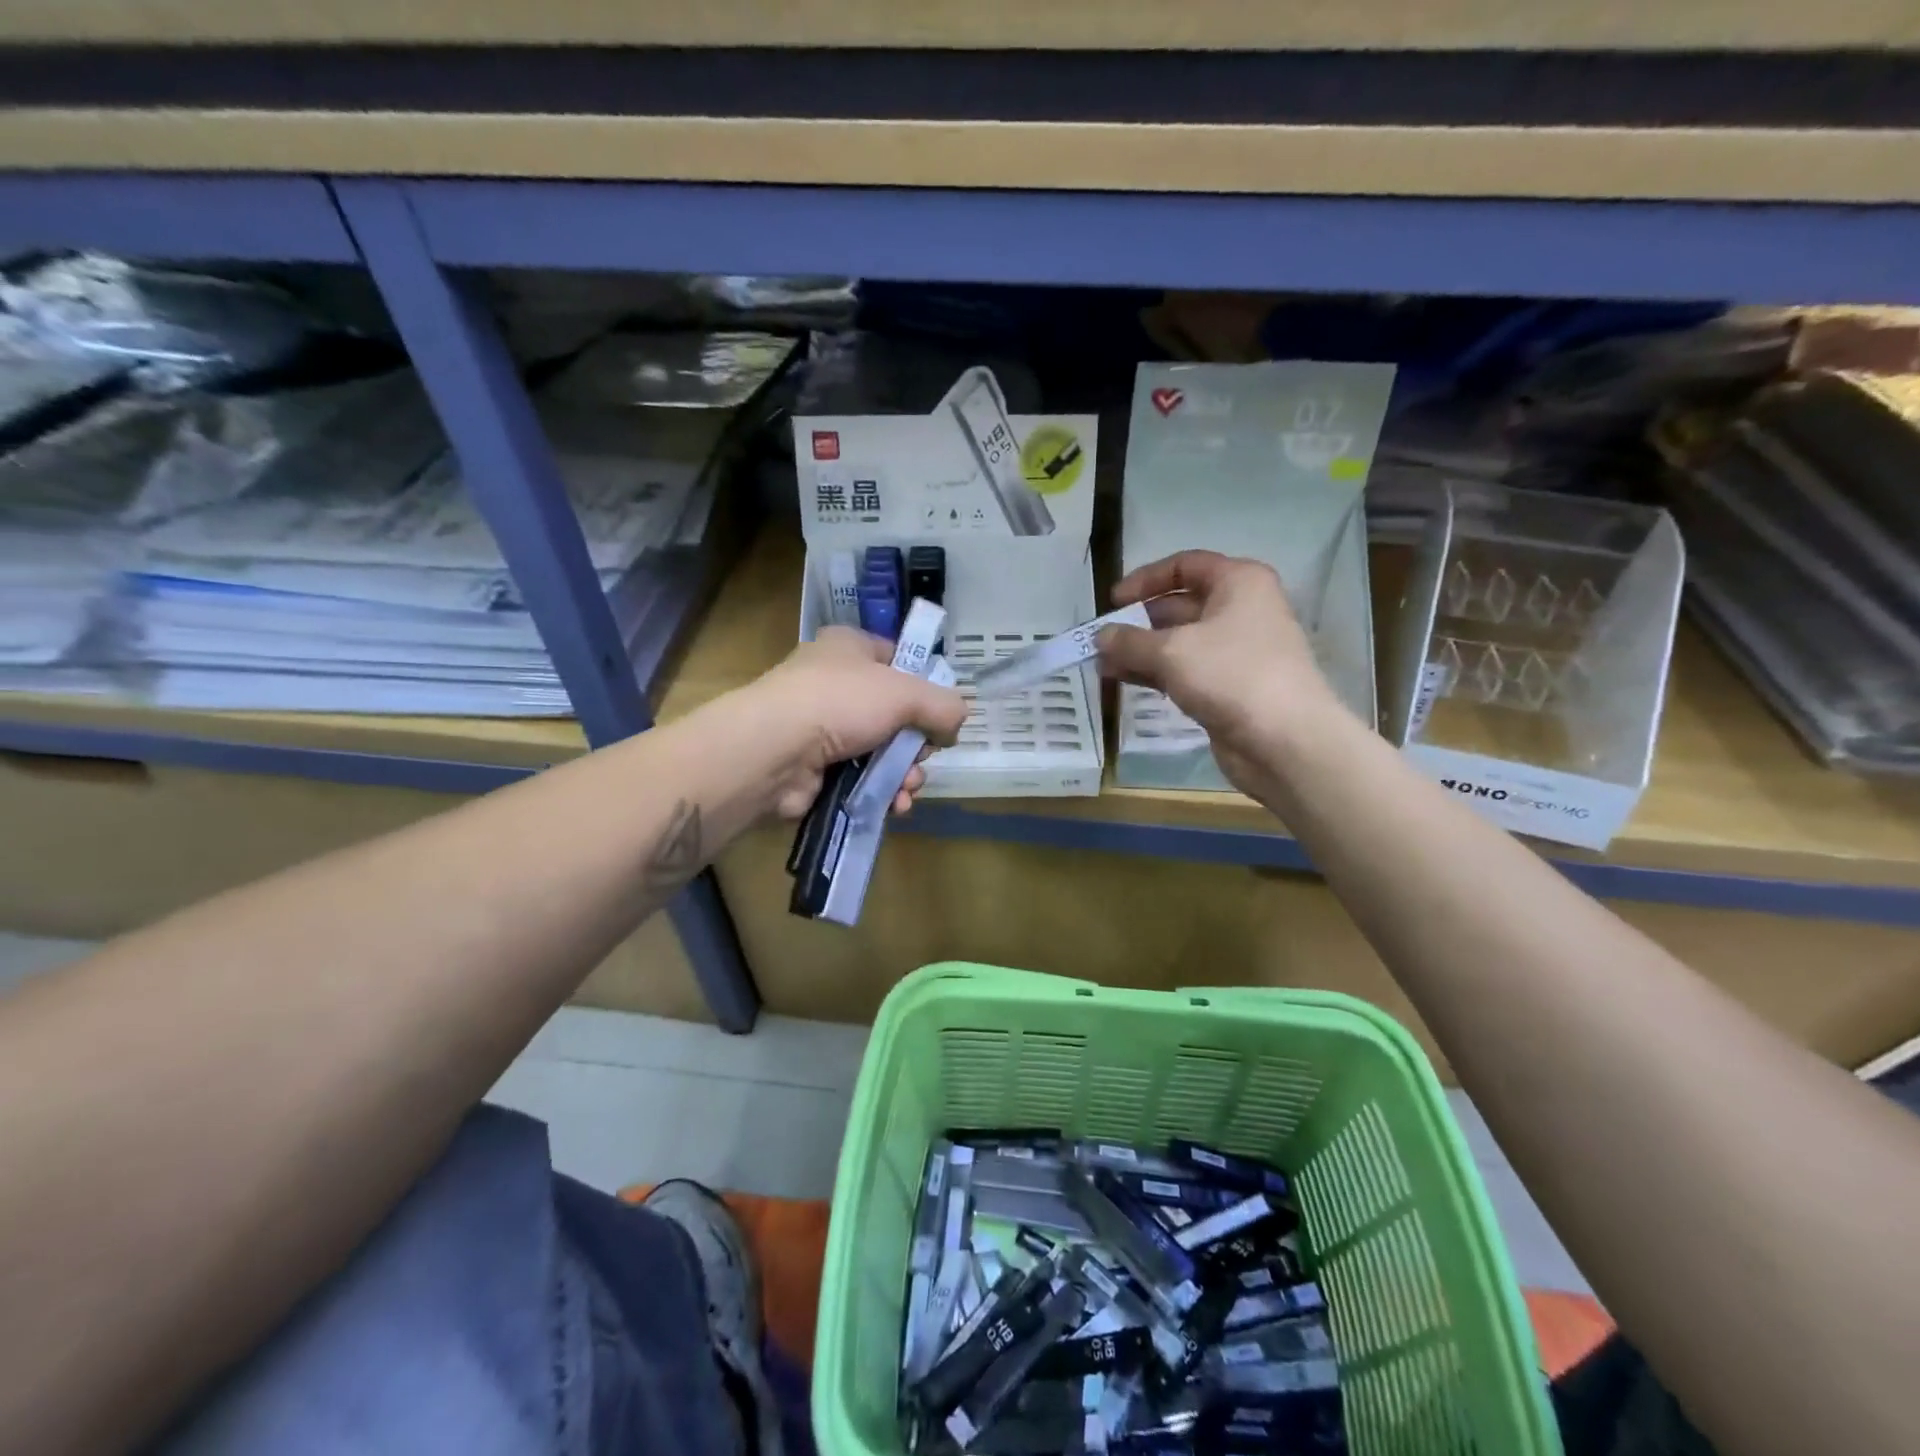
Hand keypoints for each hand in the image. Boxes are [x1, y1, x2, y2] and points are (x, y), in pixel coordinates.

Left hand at [748, 627, 969, 818]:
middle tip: (922, 757)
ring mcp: (822, 728)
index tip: (940, 714)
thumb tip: (956, 724)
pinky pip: (861, 780)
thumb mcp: (906, 693)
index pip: (897, 659)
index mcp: (849, 648)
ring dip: (904, 774)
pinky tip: (895, 806)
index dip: (924, 687)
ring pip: (881, 752)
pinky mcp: (816, 769)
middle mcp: (834, 683)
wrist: (774, 751)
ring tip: (908, 789)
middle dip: (916, 744)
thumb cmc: (841, 703)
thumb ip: (943, 706)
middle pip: (895, 714)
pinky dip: (882, 793)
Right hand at [1099, 551, 1344, 792]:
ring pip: (1179, 642)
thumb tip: (1101, 636)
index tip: (1113, 601)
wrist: (1284, 741)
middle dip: (1138, 621)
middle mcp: (1241, 610)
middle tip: (1102, 638)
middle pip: (1180, 605)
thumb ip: (1130, 641)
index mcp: (1239, 582)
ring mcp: (1236, 651)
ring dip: (1141, 651)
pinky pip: (1184, 670)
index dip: (1145, 579)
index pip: (1185, 565)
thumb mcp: (1171, 651)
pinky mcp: (1229, 687)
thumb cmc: (1231, 676)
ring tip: (1102, 664)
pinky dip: (1155, 672)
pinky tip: (1123, 680)